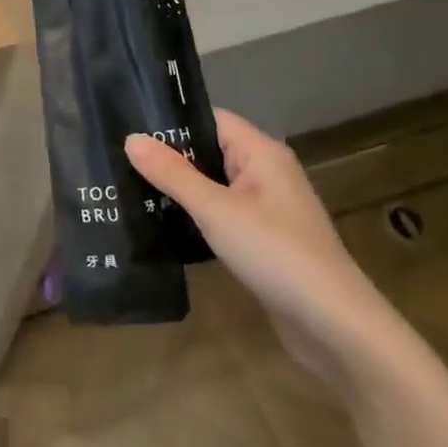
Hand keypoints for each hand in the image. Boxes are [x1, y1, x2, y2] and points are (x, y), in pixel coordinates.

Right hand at [126, 111, 399, 384]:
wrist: (333, 326)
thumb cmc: (275, 254)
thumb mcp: (215, 210)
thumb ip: (172, 173)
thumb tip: (130, 138)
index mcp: (261, 153)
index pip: (209, 120)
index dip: (170, 121)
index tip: (124, 125)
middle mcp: (264, 173)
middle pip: (207, 152)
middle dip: (165, 156)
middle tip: (114, 159)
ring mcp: (264, 208)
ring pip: (210, 185)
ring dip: (176, 188)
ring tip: (124, 187)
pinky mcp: (260, 240)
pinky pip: (217, 214)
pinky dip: (191, 215)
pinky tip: (157, 223)